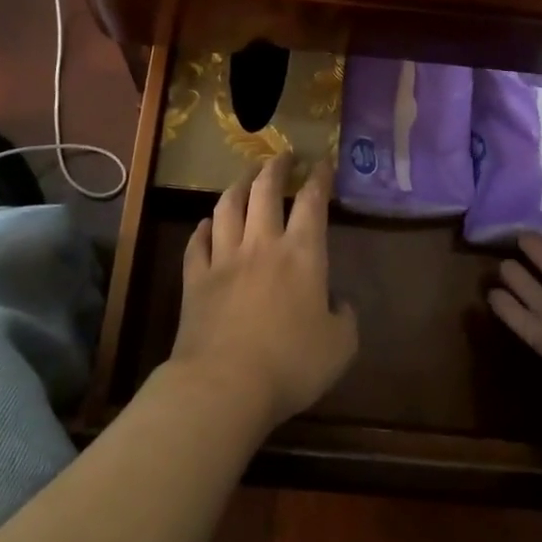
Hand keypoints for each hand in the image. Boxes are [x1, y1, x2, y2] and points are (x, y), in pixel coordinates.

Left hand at [171, 154, 358, 430]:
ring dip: (237, 186)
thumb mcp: (340, 347)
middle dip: (275, 167)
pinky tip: (206, 224)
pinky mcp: (195, 279)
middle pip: (265, 190)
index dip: (319, 177)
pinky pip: (197, 243)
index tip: (322, 162)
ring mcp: (224, 258)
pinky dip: (202, 229)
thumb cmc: (290, 364)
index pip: (312, 201)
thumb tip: (338, 303)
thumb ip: (345, 318)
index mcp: (302, 254)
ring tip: (245, 177)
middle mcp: (262, 244)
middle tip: (282, 156)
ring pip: (227, 207)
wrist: (224, 384)